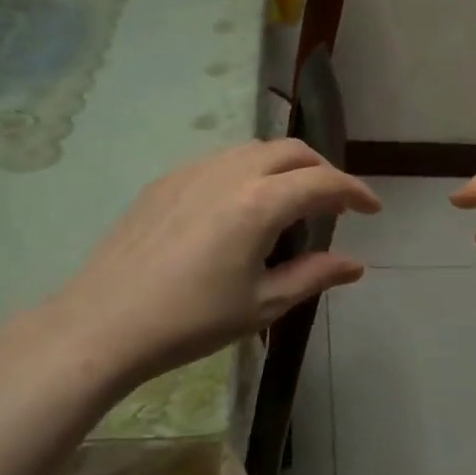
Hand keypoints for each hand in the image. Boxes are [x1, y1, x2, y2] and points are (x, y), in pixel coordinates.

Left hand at [49, 139, 379, 385]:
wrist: (102, 324)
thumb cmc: (190, 321)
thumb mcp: (262, 305)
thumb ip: (313, 276)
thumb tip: (355, 264)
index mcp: (260, 203)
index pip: (323, 182)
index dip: (354, 192)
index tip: (372, 209)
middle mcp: (231, 173)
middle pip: (292, 152)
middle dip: (323, 170)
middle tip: (336, 203)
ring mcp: (193, 171)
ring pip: (255, 150)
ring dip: (285, 166)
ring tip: (293, 201)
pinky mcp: (166, 181)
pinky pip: (221, 160)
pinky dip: (249, 171)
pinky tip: (242, 205)